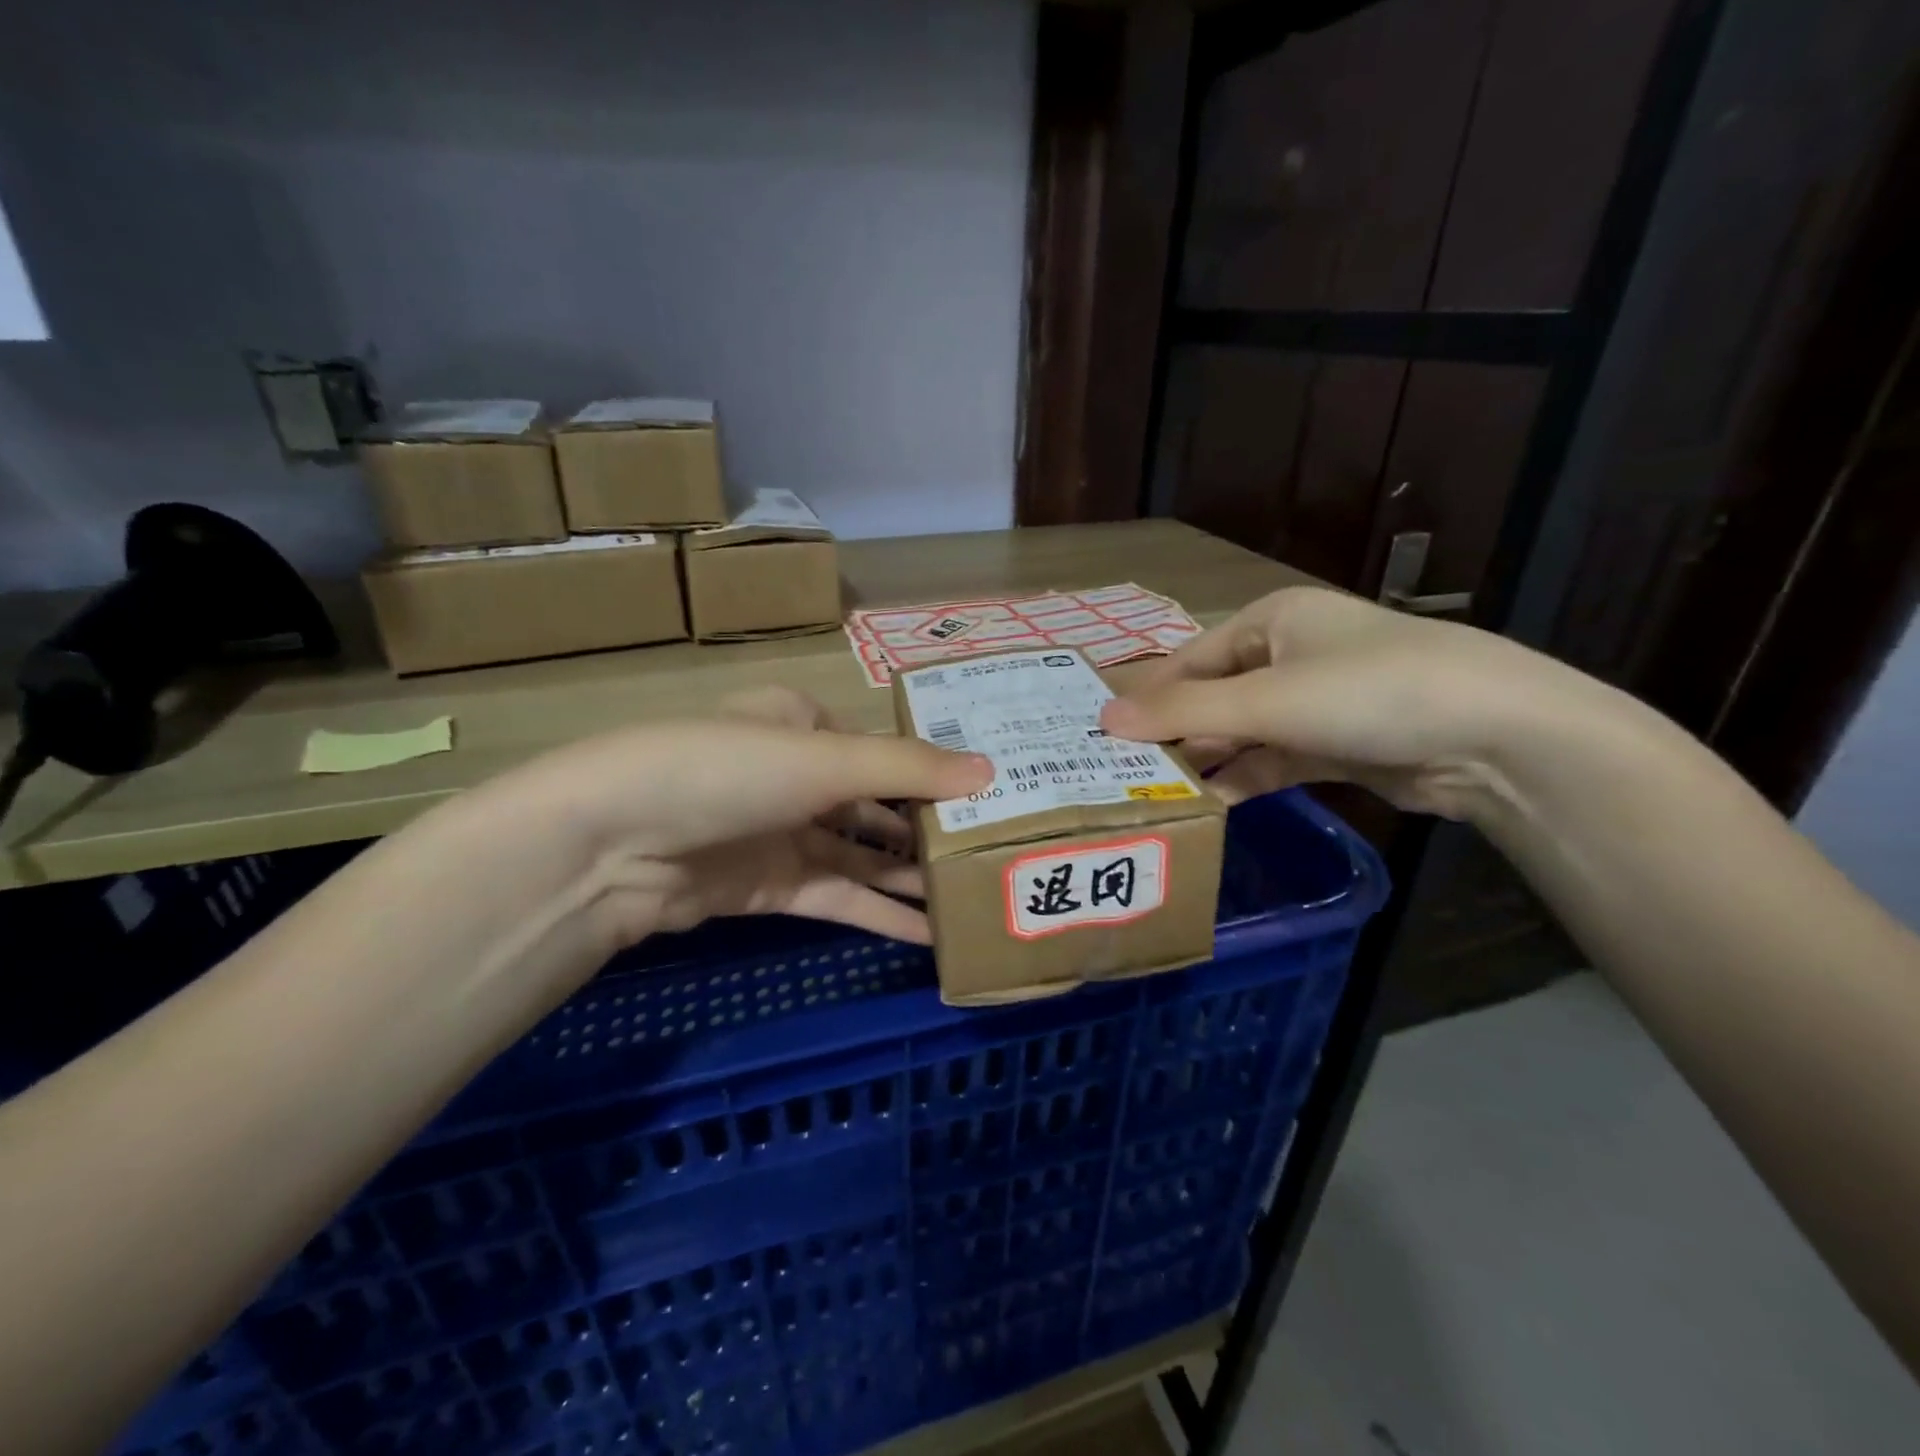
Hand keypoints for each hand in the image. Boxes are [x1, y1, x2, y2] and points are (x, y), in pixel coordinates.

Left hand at [464, 715, 984, 954]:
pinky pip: (836, 896)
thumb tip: (991, 771)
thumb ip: (908, 770)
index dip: (935, 771)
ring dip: (908, 877)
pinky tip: (927, 934)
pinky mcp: (768, 887)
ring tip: (973, 895)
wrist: (609, 844)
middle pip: (876, 802)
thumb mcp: (824, 759)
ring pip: (860, 855)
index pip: (883, 746)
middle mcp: (794, 773)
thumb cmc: (724, 771)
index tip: (990, 794)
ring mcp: (780, 833)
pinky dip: (877, 914)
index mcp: (803, 722)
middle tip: (993, 850)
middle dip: (928, 828)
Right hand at [1101, 586, 1602, 819]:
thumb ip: (1183, 711)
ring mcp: (1319, 701)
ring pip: (1245, 732)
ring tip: (1157, 797)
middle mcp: (1291, 653)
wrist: (1497, 737)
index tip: (1104, 736)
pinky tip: (1212, 806)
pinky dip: (1247, 779)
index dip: (1148, 696)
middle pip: (1215, 695)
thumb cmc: (1368, 692)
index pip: (1189, 658)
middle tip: (1123, 774)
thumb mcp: (1266, 699)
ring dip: (1209, 761)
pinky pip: (1276, 760)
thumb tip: (1103, 721)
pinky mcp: (1341, 744)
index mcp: (1272, 620)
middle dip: (1176, 734)